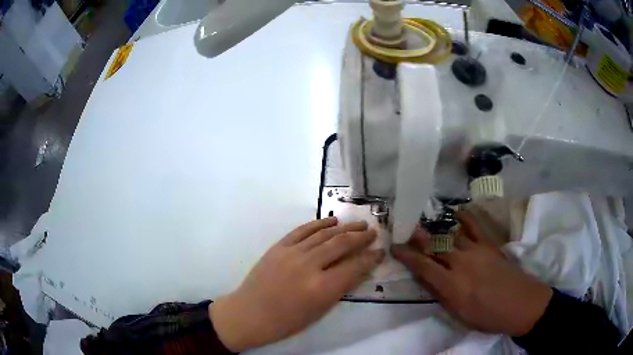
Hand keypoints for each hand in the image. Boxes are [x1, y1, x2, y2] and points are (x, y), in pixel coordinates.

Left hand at [210, 217, 383, 351]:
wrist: (250, 313)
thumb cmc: (287, 321)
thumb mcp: (320, 311)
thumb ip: (340, 288)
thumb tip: (358, 269)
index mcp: (321, 288)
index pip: (354, 267)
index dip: (371, 258)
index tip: (381, 251)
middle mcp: (309, 266)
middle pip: (341, 244)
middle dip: (361, 237)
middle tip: (373, 232)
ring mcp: (292, 253)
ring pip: (324, 234)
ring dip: (344, 227)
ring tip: (359, 224)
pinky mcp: (279, 246)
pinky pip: (302, 230)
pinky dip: (319, 224)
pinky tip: (331, 221)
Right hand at [392, 210, 552, 336]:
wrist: (521, 304)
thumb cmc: (488, 316)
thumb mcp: (459, 314)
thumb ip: (442, 295)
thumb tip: (427, 280)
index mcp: (452, 285)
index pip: (423, 266)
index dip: (407, 256)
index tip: (396, 247)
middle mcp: (461, 263)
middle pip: (435, 246)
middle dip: (418, 238)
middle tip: (406, 229)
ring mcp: (477, 251)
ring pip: (451, 236)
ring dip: (436, 230)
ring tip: (425, 223)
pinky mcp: (490, 244)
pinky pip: (474, 226)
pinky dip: (464, 217)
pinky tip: (456, 212)